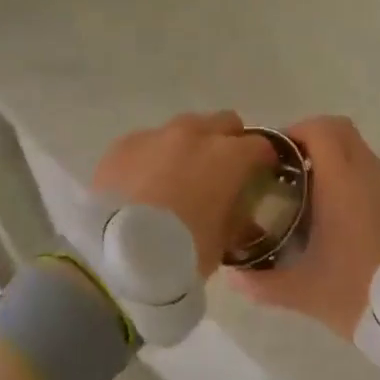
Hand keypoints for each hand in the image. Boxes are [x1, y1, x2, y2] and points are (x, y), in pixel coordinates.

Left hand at [92, 112, 276, 276]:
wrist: (116, 255)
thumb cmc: (182, 253)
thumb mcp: (222, 243)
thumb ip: (237, 220)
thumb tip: (242, 216)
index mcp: (229, 157)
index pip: (261, 146)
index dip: (263, 161)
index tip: (260, 176)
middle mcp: (195, 135)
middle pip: (224, 123)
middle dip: (228, 141)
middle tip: (221, 171)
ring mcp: (156, 135)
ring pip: (184, 127)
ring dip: (189, 145)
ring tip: (178, 176)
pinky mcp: (123, 144)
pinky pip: (148, 141)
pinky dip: (154, 155)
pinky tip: (144, 182)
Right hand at [229, 116, 379, 339]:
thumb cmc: (360, 293)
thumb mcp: (305, 292)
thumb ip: (263, 283)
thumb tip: (232, 277)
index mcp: (344, 182)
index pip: (320, 129)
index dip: (294, 131)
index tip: (274, 154)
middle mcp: (373, 176)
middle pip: (343, 134)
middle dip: (314, 142)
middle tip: (290, 172)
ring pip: (363, 158)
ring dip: (337, 167)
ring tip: (314, 202)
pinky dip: (359, 189)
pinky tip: (347, 226)